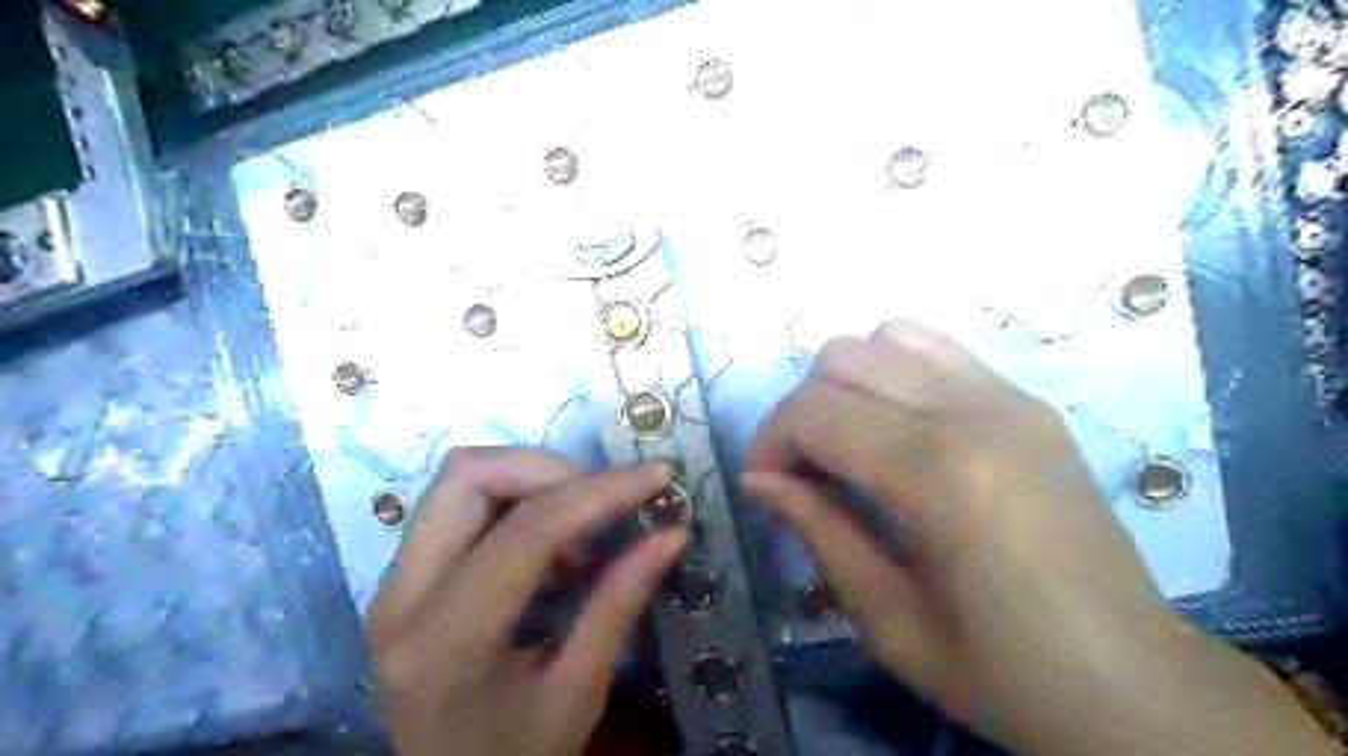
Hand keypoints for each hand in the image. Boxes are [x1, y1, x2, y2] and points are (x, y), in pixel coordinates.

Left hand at [367, 448, 686, 755]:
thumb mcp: (577, 693)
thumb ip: (618, 604)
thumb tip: (671, 534)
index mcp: (446, 640)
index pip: (526, 530)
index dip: (599, 492)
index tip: (655, 476)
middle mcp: (401, 598)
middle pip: (468, 477)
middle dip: (550, 469)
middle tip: (606, 498)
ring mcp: (392, 584)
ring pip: (458, 481)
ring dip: (529, 480)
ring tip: (581, 524)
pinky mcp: (401, 580)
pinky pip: (456, 505)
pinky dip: (512, 500)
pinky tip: (550, 542)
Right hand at [743, 321, 1330, 755]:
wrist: (1133, 683)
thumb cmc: (1003, 673)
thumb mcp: (887, 619)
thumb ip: (817, 530)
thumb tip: (758, 478)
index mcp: (939, 475)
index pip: (817, 413)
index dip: (770, 441)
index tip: (761, 482)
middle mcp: (975, 413)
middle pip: (843, 359)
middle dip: (800, 408)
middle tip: (799, 467)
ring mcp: (1010, 398)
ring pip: (887, 338)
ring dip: (847, 382)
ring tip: (847, 440)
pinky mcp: (1029, 402)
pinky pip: (937, 351)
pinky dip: (894, 371)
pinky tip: (895, 425)